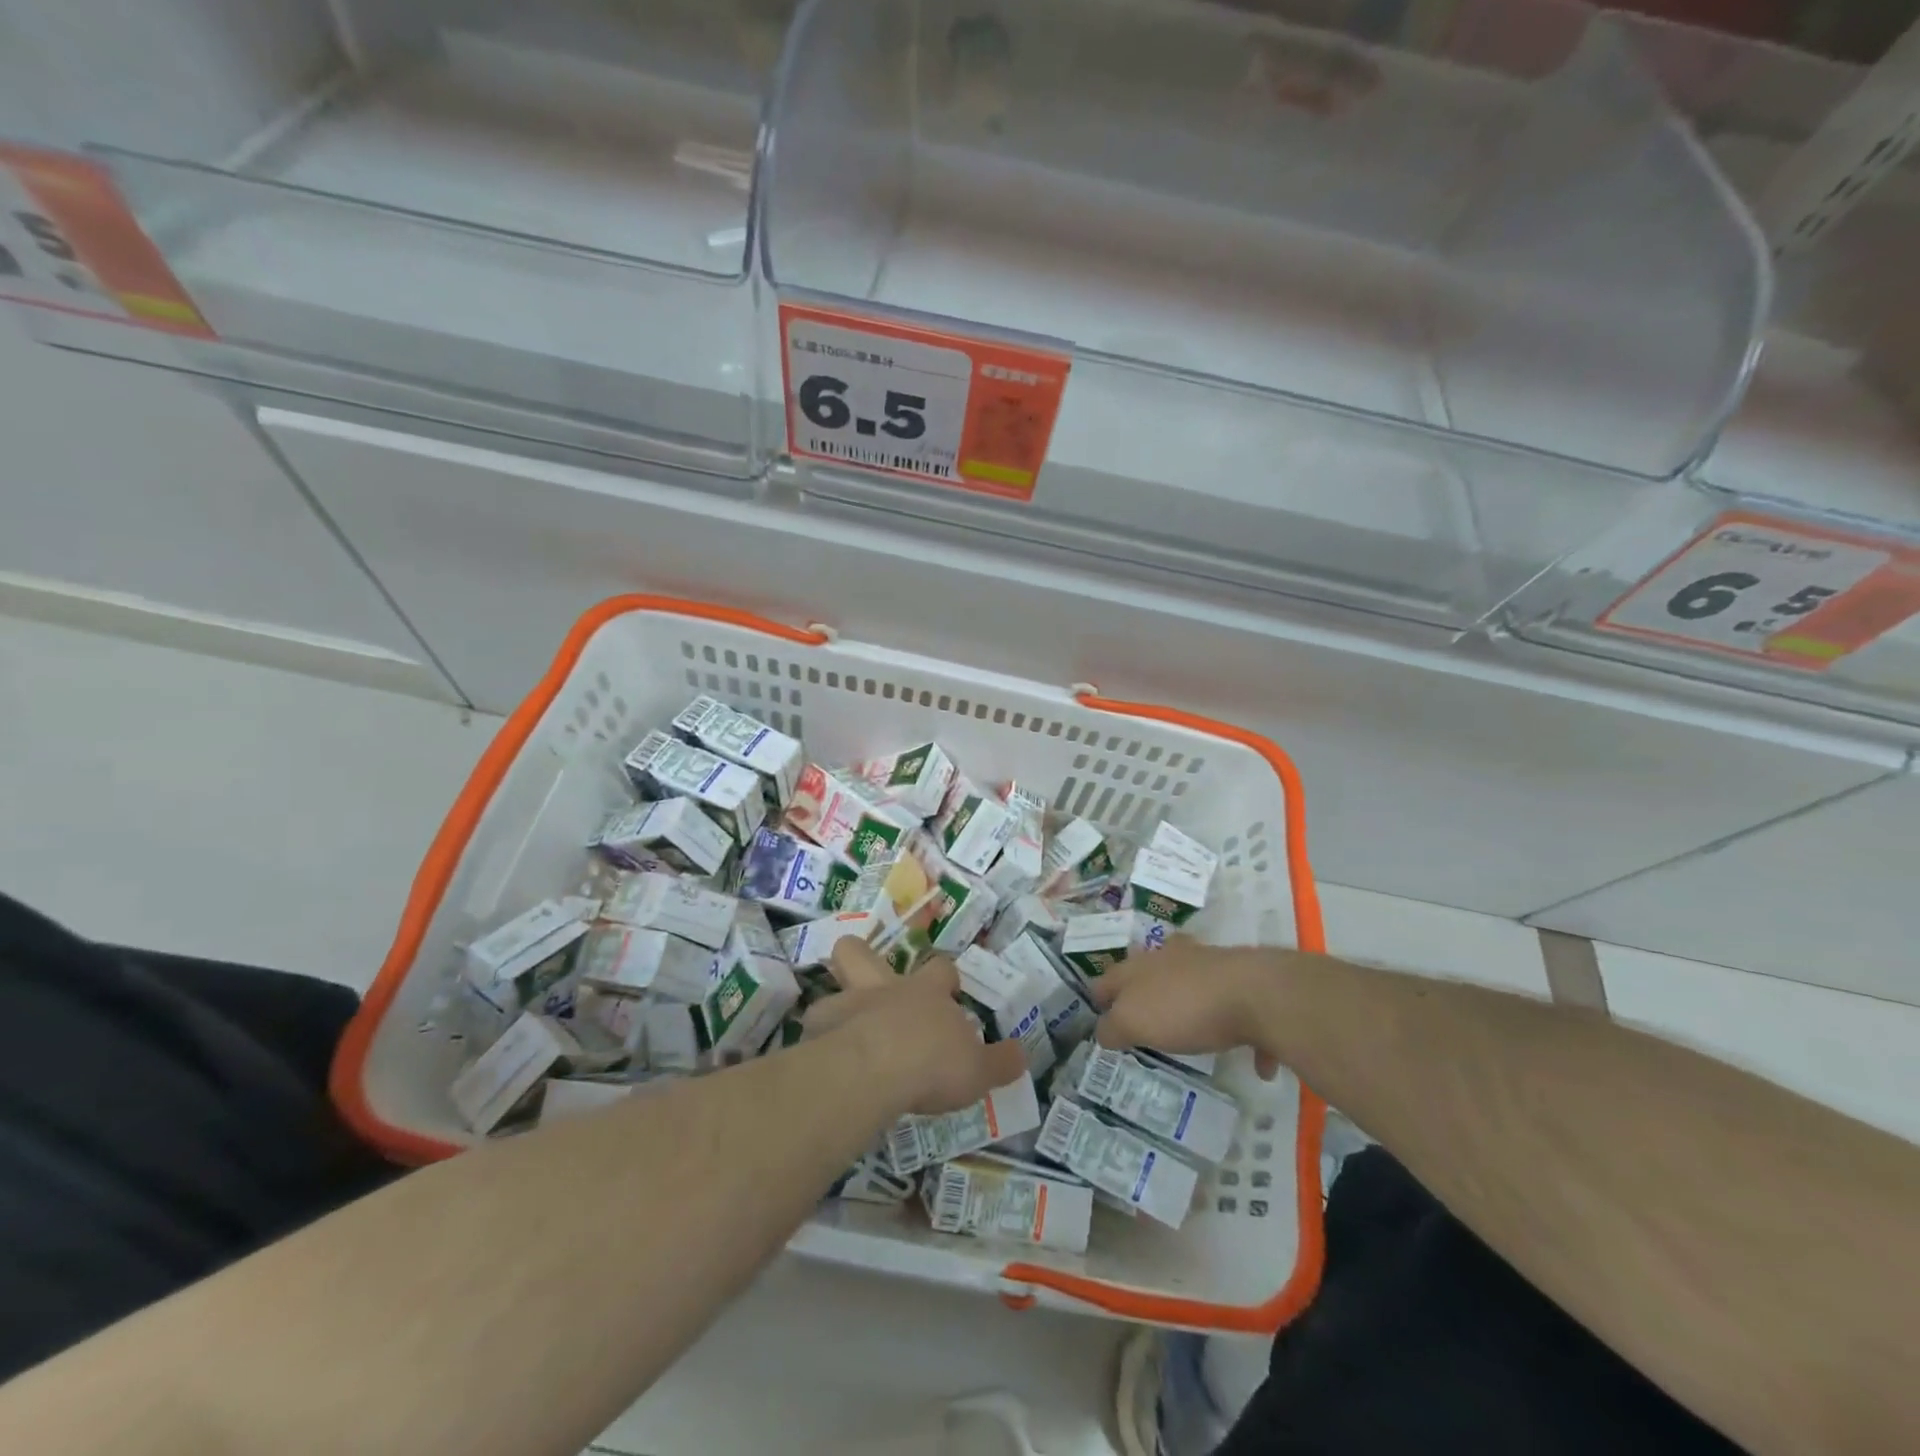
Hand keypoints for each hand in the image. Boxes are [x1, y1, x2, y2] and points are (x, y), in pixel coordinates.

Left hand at [806, 941, 1027, 1114]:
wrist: (876, 1070)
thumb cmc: (932, 1063)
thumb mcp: (978, 1070)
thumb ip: (999, 1062)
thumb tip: (1022, 1055)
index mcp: (926, 993)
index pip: (941, 970)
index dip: (945, 979)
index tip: (950, 993)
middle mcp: (885, 989)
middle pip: (863, 952)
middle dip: (864, 957)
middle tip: (872, 980)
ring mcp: (848, 1004)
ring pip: (834, 982)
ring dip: (839, 1000)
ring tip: (844, 1026)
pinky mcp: (820, 1029)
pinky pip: (816, 1025)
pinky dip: (821, 1036)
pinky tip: (825, 1057)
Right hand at [1092, 942, 1286, 1078]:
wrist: (1256, 994)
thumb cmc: (1184, 1007)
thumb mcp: (1134, 1022)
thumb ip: (1114, 1027)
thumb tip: (1103, 1031)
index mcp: (1141, 967)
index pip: (1109, 978)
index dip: (1099, 995)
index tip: (1096, 1011)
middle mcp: (1173, 958)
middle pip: (1150, 972)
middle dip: (1144, 990)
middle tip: (1142, 1016)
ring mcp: (1211, 966)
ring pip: (1194, 982)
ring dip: (1190, 1004)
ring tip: (1192, 1033)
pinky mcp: (1246, 984)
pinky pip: (1240, 1010)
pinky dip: (1242, 1033)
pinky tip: (1254, 1064)